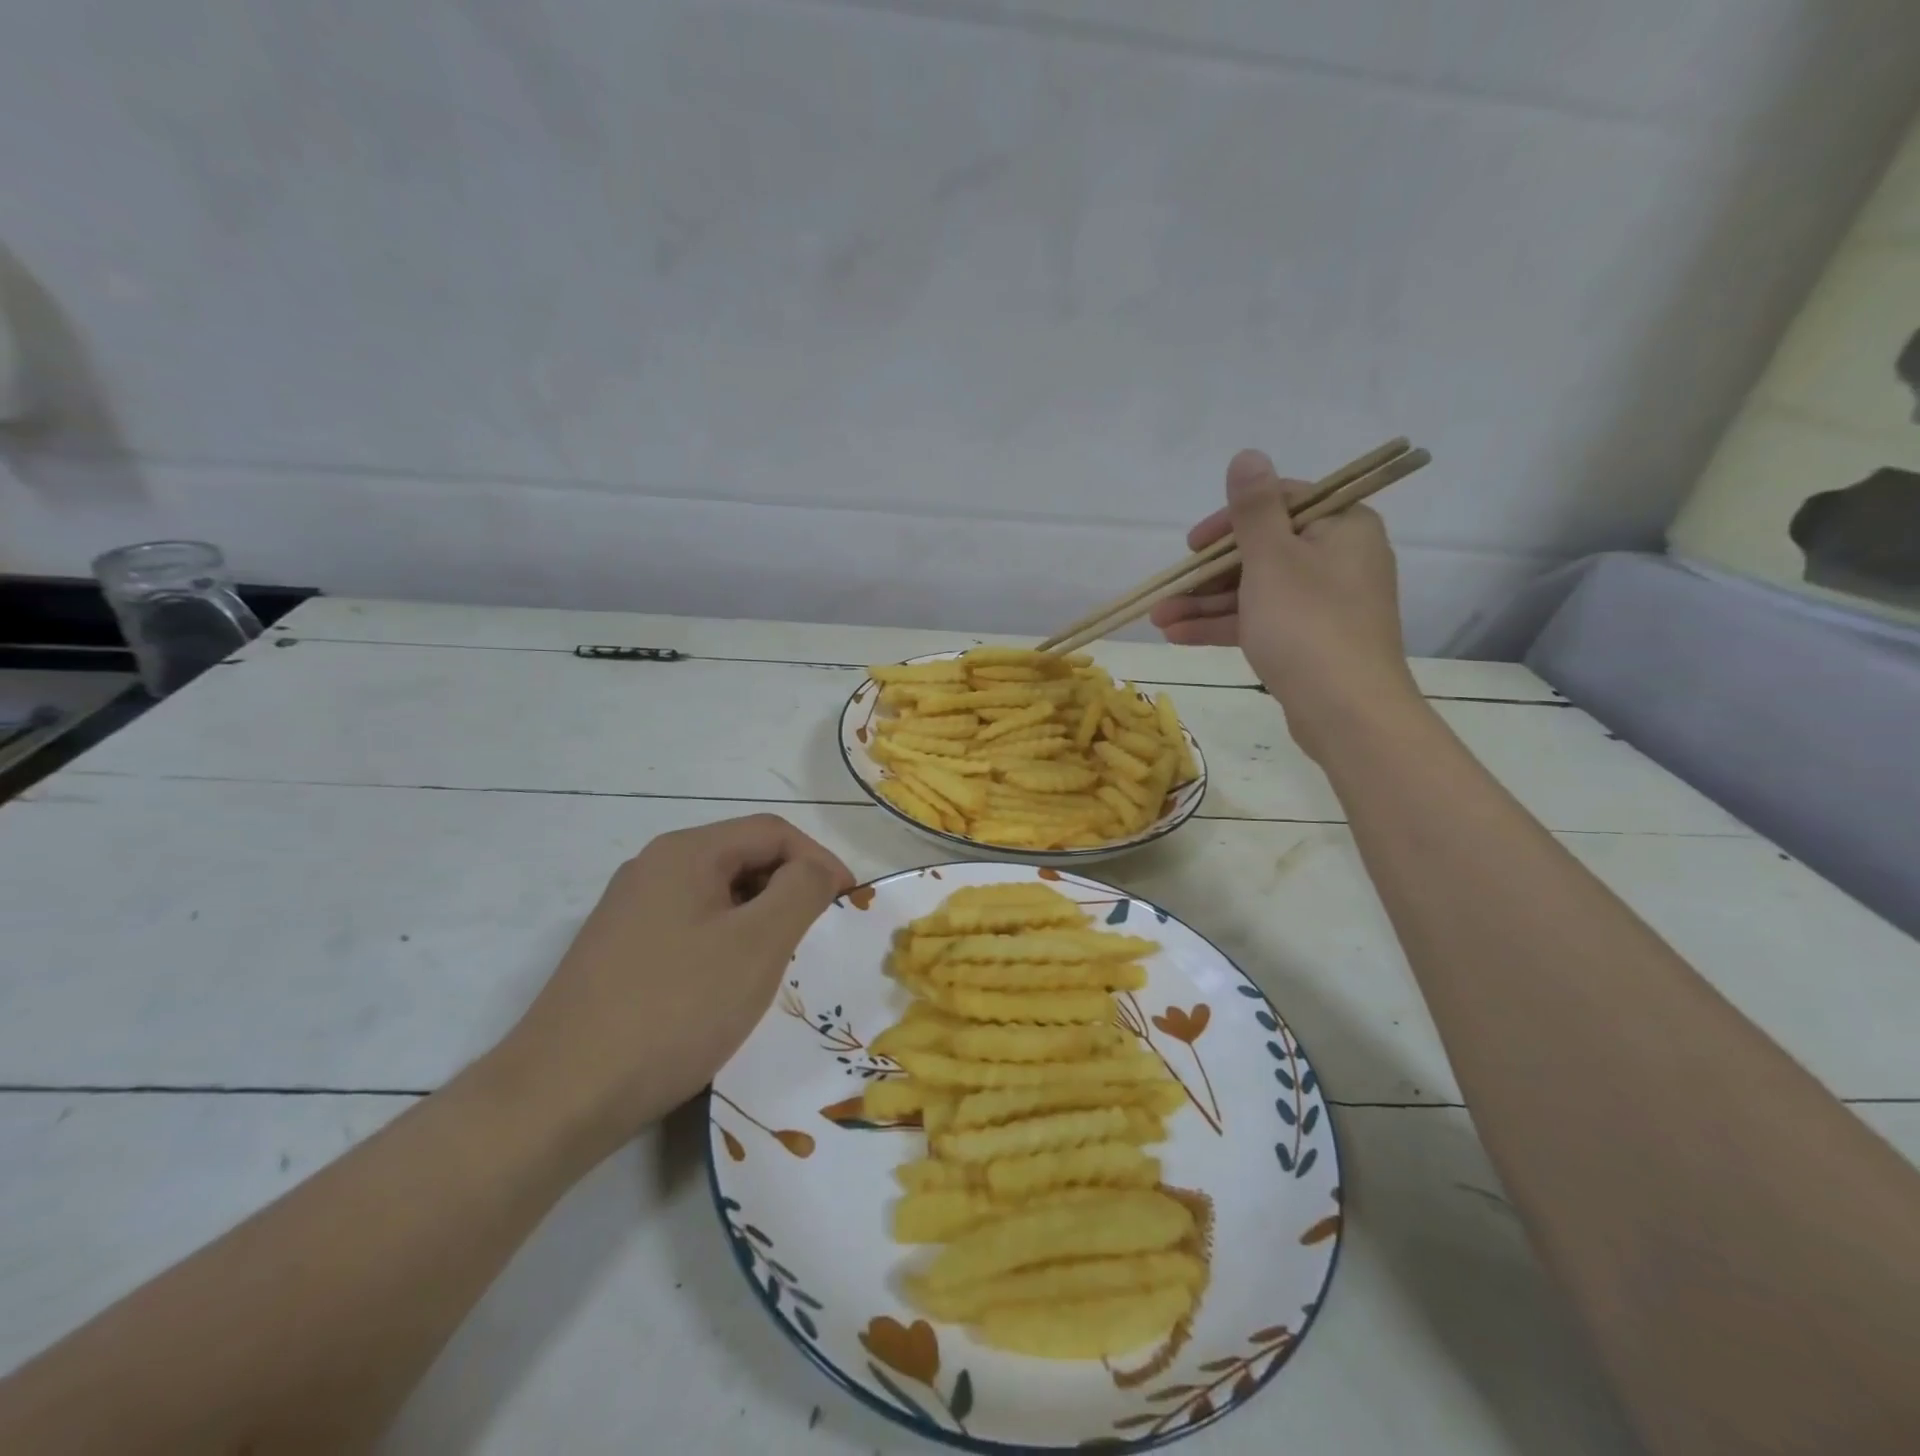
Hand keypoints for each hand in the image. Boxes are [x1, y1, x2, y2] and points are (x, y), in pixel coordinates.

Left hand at [495, 815, 853, 1157]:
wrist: (559, 1097)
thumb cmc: (674, 1010)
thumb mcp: (757, 945)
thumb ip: (802, 890)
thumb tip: (817, 869)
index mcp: (686, 852)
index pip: (774, 832)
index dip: (820, 861)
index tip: (848, 906)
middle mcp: (653, 868)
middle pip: (743, 857)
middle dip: (790, 889)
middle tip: (817, 937)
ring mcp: (629, 911)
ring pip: (717, 896)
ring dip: (759, 919)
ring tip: (779, 965)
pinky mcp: (617, 952)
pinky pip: (690, 927)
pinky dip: (725, 943)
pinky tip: (728, 988)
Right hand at [1150, 449, 1421, 756]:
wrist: (1347, 711)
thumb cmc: (1307, 624)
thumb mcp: (1272, 559)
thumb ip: (1254, 509)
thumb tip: (1247, 455)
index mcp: (1342, 527)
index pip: (1280, 504)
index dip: (1229, 521)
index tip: (1193, 545)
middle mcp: (1338, 558)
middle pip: (1261, 551)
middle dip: (1207, 575)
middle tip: (1168, 591)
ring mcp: (1324, 603)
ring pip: (1255, 591)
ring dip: (1205, 604)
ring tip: (1158, 620)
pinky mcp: (1311, 639)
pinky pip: (1261, 620)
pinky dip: (1224, 626)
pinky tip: (1178, 636)